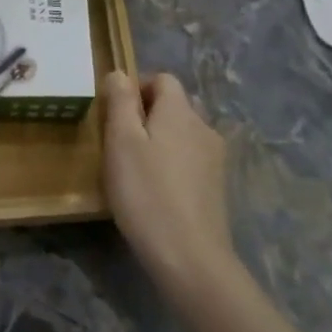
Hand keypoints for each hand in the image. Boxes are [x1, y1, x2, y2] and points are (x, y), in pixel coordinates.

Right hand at [102, 71, 236, 308]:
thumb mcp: (121, 142)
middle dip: (148, 114)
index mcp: (180, 111)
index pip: (163, 78)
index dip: (137, 87)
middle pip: (175, 104)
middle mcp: (203, 126)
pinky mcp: (217, 187)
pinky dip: (173, 164)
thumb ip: (120, 102)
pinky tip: (157, 191)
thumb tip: (119, 73)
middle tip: (121, 142)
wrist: (191, 258)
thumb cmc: (147, 193)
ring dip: (161, 140)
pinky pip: (191, 160)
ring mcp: (215, 158)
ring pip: (184, 133)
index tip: (114, 114)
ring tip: (137, 169)